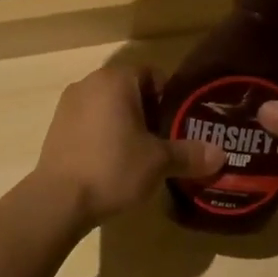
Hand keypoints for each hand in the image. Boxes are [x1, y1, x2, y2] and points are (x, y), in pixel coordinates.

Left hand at [32, 66, 223, 225]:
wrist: (57, 201)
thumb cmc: (113, 168)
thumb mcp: (159, 162)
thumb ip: (190, 154)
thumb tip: (221, 155)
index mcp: (117, 79)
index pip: (153, 75)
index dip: (169, 99)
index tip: (178, 125)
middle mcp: (90, 82)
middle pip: (130, 90)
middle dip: (148, 113)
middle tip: (163, 142)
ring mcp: (69, 104)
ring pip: (108, 106)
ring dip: (124, 124)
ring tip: (138, 156)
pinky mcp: (56, 126)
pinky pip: (89, 122)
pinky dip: (103, 134)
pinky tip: (110, 163)